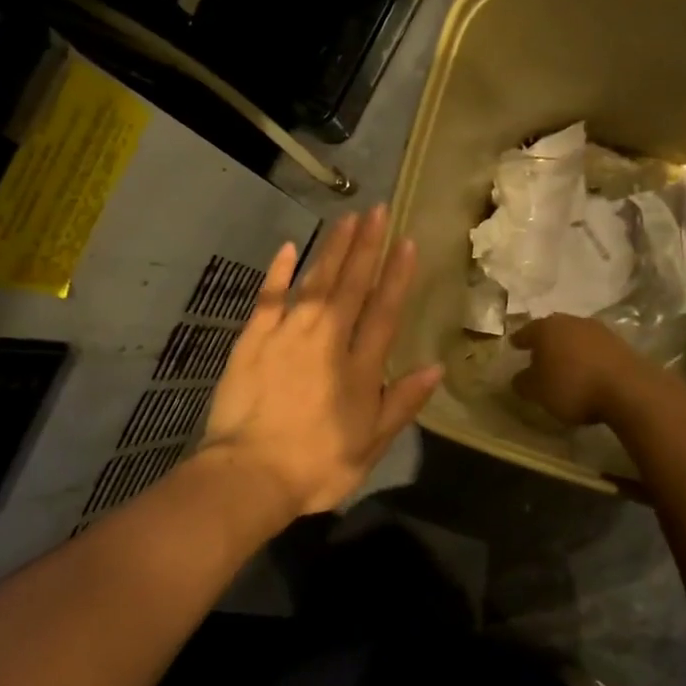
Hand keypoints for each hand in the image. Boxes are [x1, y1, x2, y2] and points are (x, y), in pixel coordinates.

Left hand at [200, 206, 442, 520]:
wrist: (249, 475)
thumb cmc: (316, 466)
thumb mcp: (371, 445)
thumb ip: (402, 403)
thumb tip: (436, 367)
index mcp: (359, 367)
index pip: (384, 311)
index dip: (397, 275)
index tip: (406, 241)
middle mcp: (326, 340)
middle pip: (350, 285)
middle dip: (366, 246)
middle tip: (376, 210)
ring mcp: (286, 335)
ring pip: (314, 282)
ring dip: (331, 249)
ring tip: (346, 218)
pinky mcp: (252, 339)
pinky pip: (268, 297)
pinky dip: (278, 272)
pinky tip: (286, 247)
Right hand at [511, 314, 654, 425]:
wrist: (629, 389)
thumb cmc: (573, 386)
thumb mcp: (537, 392)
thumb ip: (523, 383)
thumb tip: (518, 377)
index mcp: (545, 328)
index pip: (526, 331)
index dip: (519, 340)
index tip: (514, 345)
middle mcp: (571, 322)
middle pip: (553, 329)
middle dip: (546, 341)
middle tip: (539, 353)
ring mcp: (598, 330)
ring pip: (576, 336)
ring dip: (569, 348)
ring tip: (565, 364)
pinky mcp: (620, 343)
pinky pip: (595, 348)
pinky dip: (588, 356)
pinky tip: (588, 370)